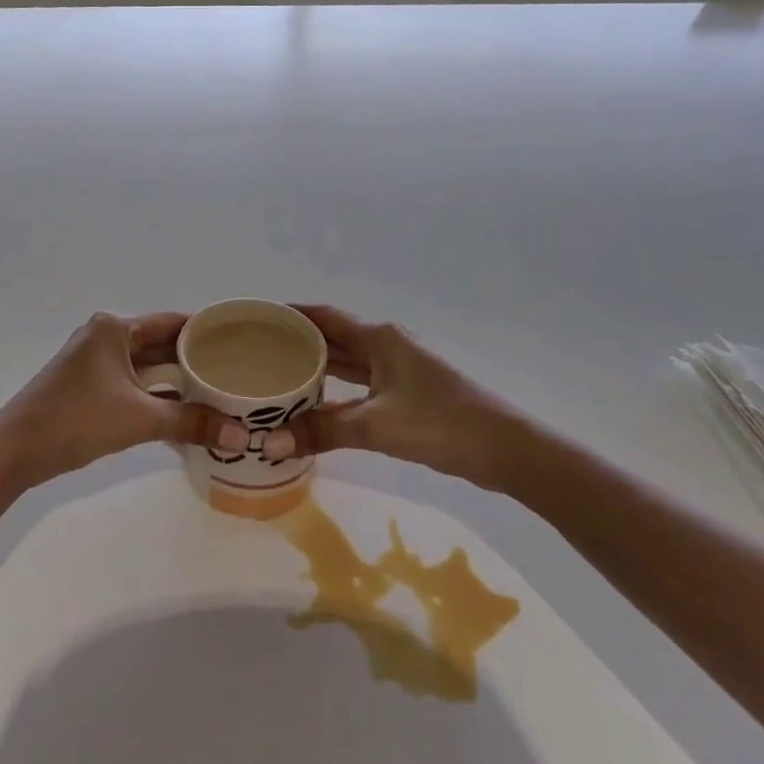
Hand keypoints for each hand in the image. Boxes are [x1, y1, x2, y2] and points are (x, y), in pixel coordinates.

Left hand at [0, 313, 224, 485]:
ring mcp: (95, 362)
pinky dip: (157, 397)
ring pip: (147, 367)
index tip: (240, 343)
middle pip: (161, 344)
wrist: (14, 449)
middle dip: (195, 361)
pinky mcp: (89, 386)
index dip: (206, 332)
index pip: (173, 322)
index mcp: (115, 327)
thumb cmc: (77, 419)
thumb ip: (191, 423)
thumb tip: (242, 435)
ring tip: (219, 396)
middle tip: (236, 374)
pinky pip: (134, 385)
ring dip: (177, 383)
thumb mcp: (140, 419)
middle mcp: (106, 336)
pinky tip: (185, 416)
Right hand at [260, 304, 536, 491]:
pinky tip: (316, 409)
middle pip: (334, 338)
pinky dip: (337, 394)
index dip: (292, 313)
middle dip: (298, 342)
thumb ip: (322, 432)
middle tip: (257, 352)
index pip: (325, 316)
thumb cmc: (441, 423)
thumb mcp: (376, 426)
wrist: (506, 450)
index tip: (258, 316)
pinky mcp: (407, 396)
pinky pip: (360, 386)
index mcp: (379, 338)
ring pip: (348, 364)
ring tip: (278, 377)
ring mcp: (399, 371)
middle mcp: (387, 346)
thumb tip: (268, 443)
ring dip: (317, 369)